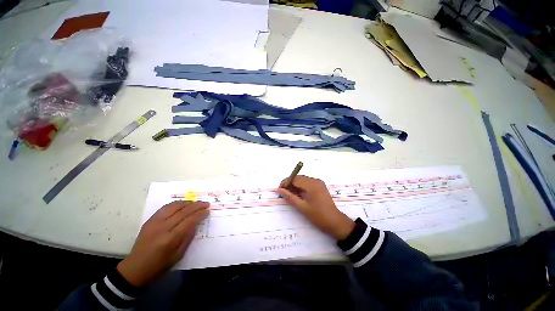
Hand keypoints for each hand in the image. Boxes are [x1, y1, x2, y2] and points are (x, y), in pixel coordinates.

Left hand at [117, 201, 208, 286]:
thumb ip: (188, 237)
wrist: (134, 269)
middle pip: (183, 211)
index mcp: (169, 239)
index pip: (189, 221)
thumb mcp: (178, 255)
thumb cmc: (159, 266)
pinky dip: (176, 204)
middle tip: (206, 204)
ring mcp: (154, 222)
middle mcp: (162, 228)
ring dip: (187, 202)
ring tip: (196, 203)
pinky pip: (165, 208)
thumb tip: (196, 223)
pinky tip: (183, 204)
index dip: (200, 214)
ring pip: (174, 206)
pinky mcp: (149, 221)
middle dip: (197, 206)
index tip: (207, 211)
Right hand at [278, 175, 354, 240]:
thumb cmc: (318, 216)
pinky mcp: (320, 186)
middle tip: (283, 192)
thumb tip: (279, 190)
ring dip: (295, 185)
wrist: (335, 222)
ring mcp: (319, 183)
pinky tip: (298, 194)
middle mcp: (315, 180)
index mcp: (311, 184)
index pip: (295, 179)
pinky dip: (301, 187)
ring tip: (289, 194)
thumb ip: (290, 197)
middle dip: (290, 183)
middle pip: (299, 178)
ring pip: (303, 180)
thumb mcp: (302, 207)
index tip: (279, 189)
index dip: (286, 182)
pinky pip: (308, 183)